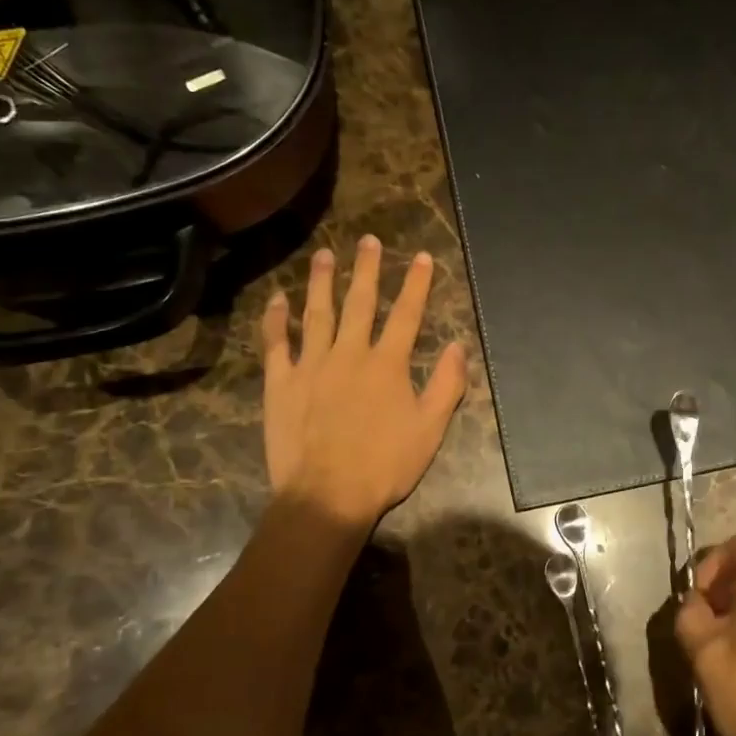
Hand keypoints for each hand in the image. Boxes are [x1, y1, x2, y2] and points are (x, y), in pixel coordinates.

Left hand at [261, 236, 466, 528]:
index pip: (406, 314)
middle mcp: (349, 353)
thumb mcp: (430, 429)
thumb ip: (447, 384)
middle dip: (367, 269)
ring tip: (324, 255)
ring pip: (316, 313)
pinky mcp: (280, 382)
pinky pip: (276, 342)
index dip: (416, 284)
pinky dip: (275, 319)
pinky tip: (276, 299)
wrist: (326, 495)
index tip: (422, 257)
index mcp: (387, 364)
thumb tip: (459, 345)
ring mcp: (311, 364)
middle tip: (368, 240)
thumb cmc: (385, 465)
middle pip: (360, 302)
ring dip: (321, 282)